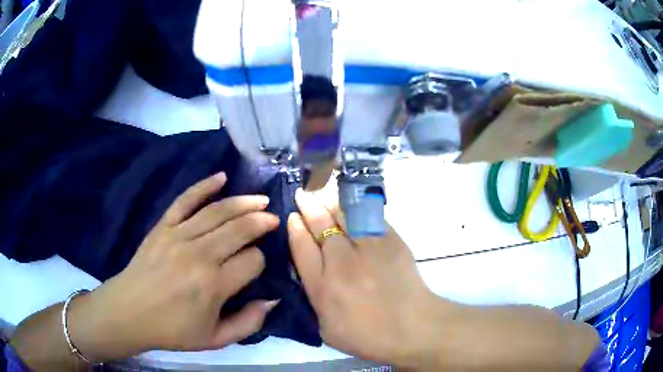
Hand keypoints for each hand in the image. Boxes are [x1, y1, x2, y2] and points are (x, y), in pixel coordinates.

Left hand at [68, 172, 279, 360]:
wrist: (129, 312)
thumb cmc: (172, 330)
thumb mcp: (215, 340)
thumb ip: (248, 323)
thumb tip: (272, 300)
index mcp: (213, 285)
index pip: (252, 260)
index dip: (261, 262)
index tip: (256, 267)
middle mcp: (199, 255)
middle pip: (239, 228)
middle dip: (261, 221)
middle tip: (273, 218)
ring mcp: (178, 235)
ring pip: (218, 211)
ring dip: (243, 202)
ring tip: (260, 199)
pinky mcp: (162, 226)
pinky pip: (185, 200)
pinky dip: (204, 186)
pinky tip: (221, 177)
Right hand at [287, 187, 448, 367]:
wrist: (413, 328)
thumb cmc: (368, 336)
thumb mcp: (327, 329)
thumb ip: (314, 299)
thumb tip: (309, 273)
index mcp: (323, 287)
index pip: (302, 248)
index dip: (295, 228)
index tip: (293, 216)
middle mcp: (342, 263)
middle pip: (321, 226)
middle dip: (309, 207)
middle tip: (303, 195)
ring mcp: (369, 249)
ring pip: (344, 216)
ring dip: (330, 202)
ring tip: (322, 192)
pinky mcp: (391, 242)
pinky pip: (369, 218)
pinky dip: (356, 208)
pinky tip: (350, 203)